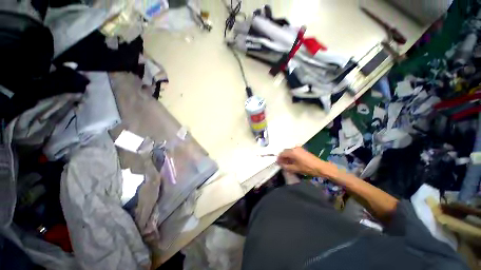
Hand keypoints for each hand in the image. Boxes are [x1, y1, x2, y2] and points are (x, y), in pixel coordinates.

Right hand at [277, 147, 335, 177]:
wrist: (320, 167)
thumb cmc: (307, 168)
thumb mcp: (295, 169)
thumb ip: (286, 166)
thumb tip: (280, 164)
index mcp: (292, 152)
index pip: (281, 154)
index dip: (279, 159)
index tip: (278, 164)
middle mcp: (294, 148)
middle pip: (285, 151)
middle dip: (282, 157)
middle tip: (282, 164)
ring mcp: (299, 148)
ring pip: (289, 151)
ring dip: (287, 156)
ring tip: (287, 163)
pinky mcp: (302, 150)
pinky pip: (293, 151)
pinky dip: (291, 155)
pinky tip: (292, 161)